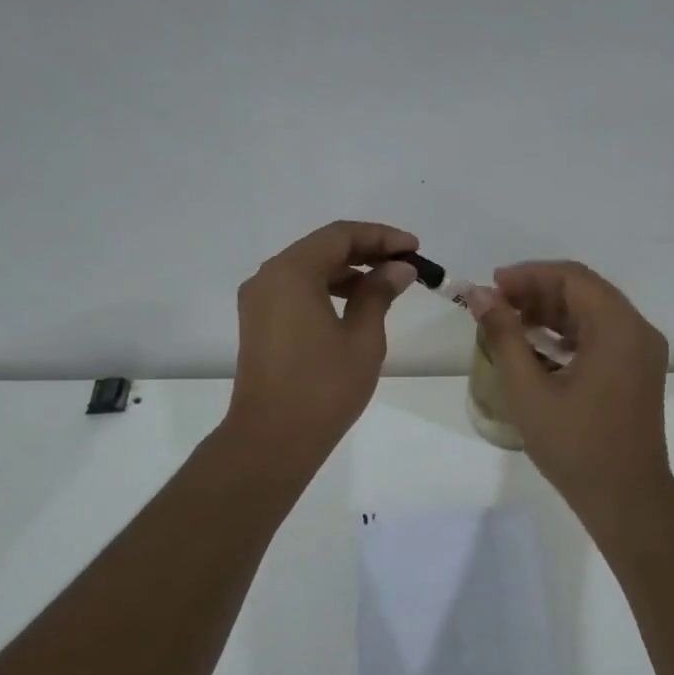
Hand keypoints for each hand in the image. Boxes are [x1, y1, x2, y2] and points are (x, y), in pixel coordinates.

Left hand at [225, 221, 419, 463]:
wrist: (272, 439)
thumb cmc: (323, 387)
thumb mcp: (362, 337)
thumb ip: (379, 293)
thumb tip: (397, 269)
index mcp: (291, 272)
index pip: (340, 235)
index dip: (381, 237)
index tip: (414, 248)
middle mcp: (268, 277)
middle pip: (322, 247)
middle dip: (366, 251)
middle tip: (405, 264)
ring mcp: (259, 301)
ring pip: (308, 268)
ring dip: (347, 271)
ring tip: (387, 285)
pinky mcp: (258, 323)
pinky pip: (296, 290)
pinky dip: (327, 289)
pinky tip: (356, 304)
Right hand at [471, 261, 673, 519]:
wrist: (627, 499)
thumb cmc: (575, 445)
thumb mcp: (529, 390)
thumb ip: (504, 336)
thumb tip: (480, 295)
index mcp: (618, 328)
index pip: (572, 278)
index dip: (528, 275)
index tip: (492, 286)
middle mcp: (638, 330)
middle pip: (585, 290)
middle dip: (538, 290)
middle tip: (496, 304)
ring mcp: (643, 351)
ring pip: (594, 311)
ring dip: (553, 310)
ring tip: (511, 322)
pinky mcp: (639, 370)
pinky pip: (603, 334)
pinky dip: (570, 332)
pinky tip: (539, 345)